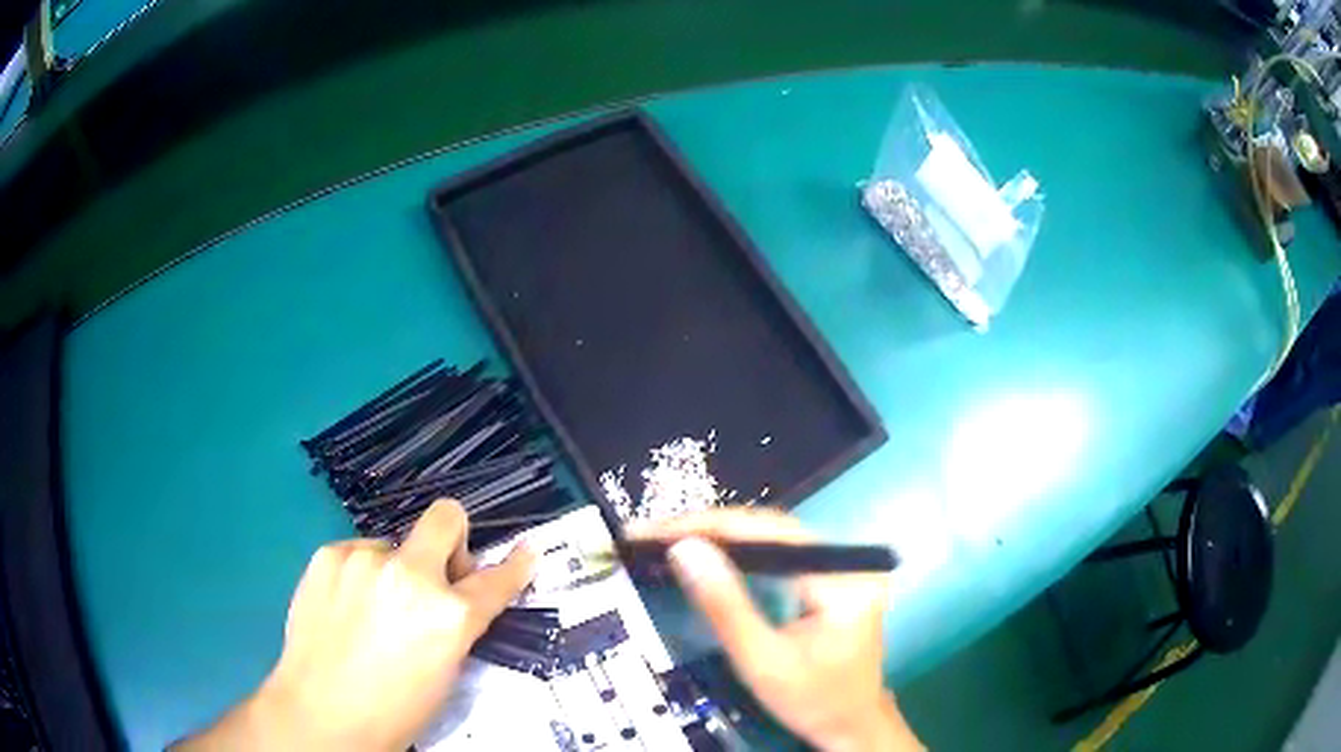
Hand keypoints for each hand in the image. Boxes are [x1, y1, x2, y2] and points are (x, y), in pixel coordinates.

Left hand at [176, 500, 534, 750]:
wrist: (321, 712)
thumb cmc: (395, 709)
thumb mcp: (445, 673)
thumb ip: (456, 625)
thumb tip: (462, 598)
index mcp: (449, 615)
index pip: (496, 579)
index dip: (515, 565)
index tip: (525, 550)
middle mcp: (410, 575)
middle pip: (446, 517)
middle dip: (452, 538)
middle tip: (437, 574)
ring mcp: (364, 559)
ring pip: (394, 545)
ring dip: (396, 570)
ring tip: (373, 609)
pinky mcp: (328, 554)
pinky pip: (358, 553)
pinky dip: (362, 573)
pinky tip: (347, 605)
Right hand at [634, 510, 920, 751]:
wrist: (852, 725)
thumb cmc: (812, 701)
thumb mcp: (762, 661)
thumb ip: (724, 606)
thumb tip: (684, 549)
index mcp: (842, 578)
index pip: (769, 532)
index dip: (708, 527)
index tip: (655, 530)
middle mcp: (848, 561)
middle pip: (770, 528)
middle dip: (708, 529)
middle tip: (652, 534)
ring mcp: (842, 567)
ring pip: (772, 537)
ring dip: (719, 538)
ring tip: (668, 538)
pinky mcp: (829, 577)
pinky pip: (777, 554)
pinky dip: (738, 554)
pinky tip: (707, 555)